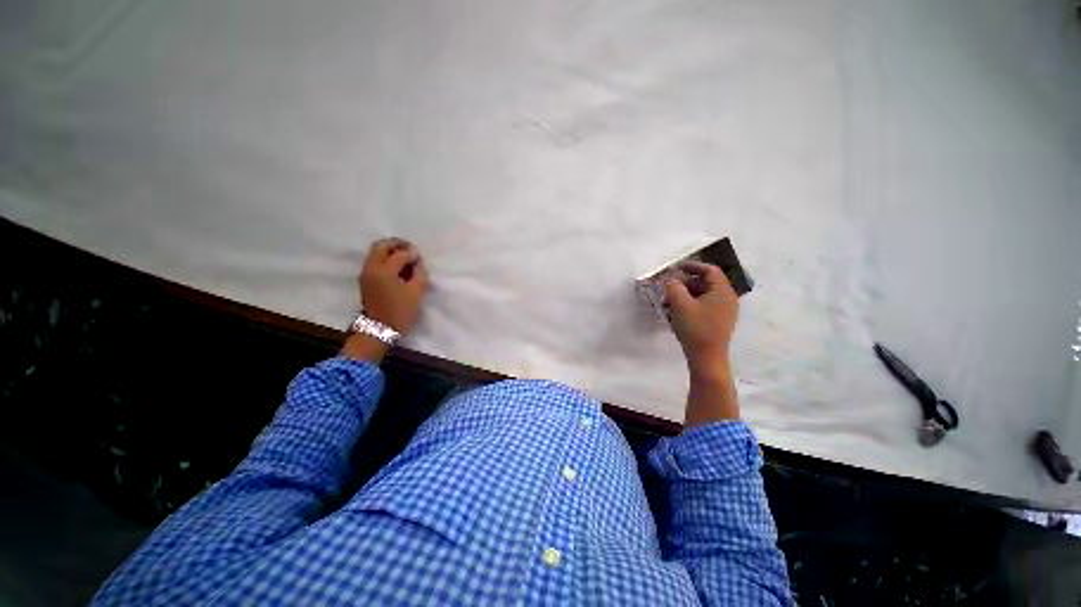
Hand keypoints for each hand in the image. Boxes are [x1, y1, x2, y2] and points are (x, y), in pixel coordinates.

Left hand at [359, 238, 428, 333]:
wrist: (379, 329)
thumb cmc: (400, 311)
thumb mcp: (417, 292)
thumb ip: (419, 273)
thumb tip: (417, 262)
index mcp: (384, 270)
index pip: (400, 254)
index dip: (412, 254)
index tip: (421, 259)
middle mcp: (371, 267)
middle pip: (382, 246)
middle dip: (397, 244)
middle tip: (411, 249)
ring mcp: (366, 273)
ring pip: (376, 252)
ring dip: (390, 251)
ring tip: (405, 258)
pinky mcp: (365, 279)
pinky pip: (374, 260)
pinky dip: (385, 258)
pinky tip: (397, 267)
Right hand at [664, 260, 738, 376]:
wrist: (706, 359)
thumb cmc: (696, 328)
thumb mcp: (681, 304)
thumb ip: (674, 288)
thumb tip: (671, 281)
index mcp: (723, 292)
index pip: (710, 271)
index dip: (693, 266)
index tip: (677, 268)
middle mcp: (725, 300)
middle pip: (704, 283)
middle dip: (683, 284)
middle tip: (667, 289)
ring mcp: (721, 312)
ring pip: (700, 296)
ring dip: (682, 296)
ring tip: (667, 304)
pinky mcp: (714, 322)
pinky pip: (700, 307)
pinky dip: (687, 306)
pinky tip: (674, 314)